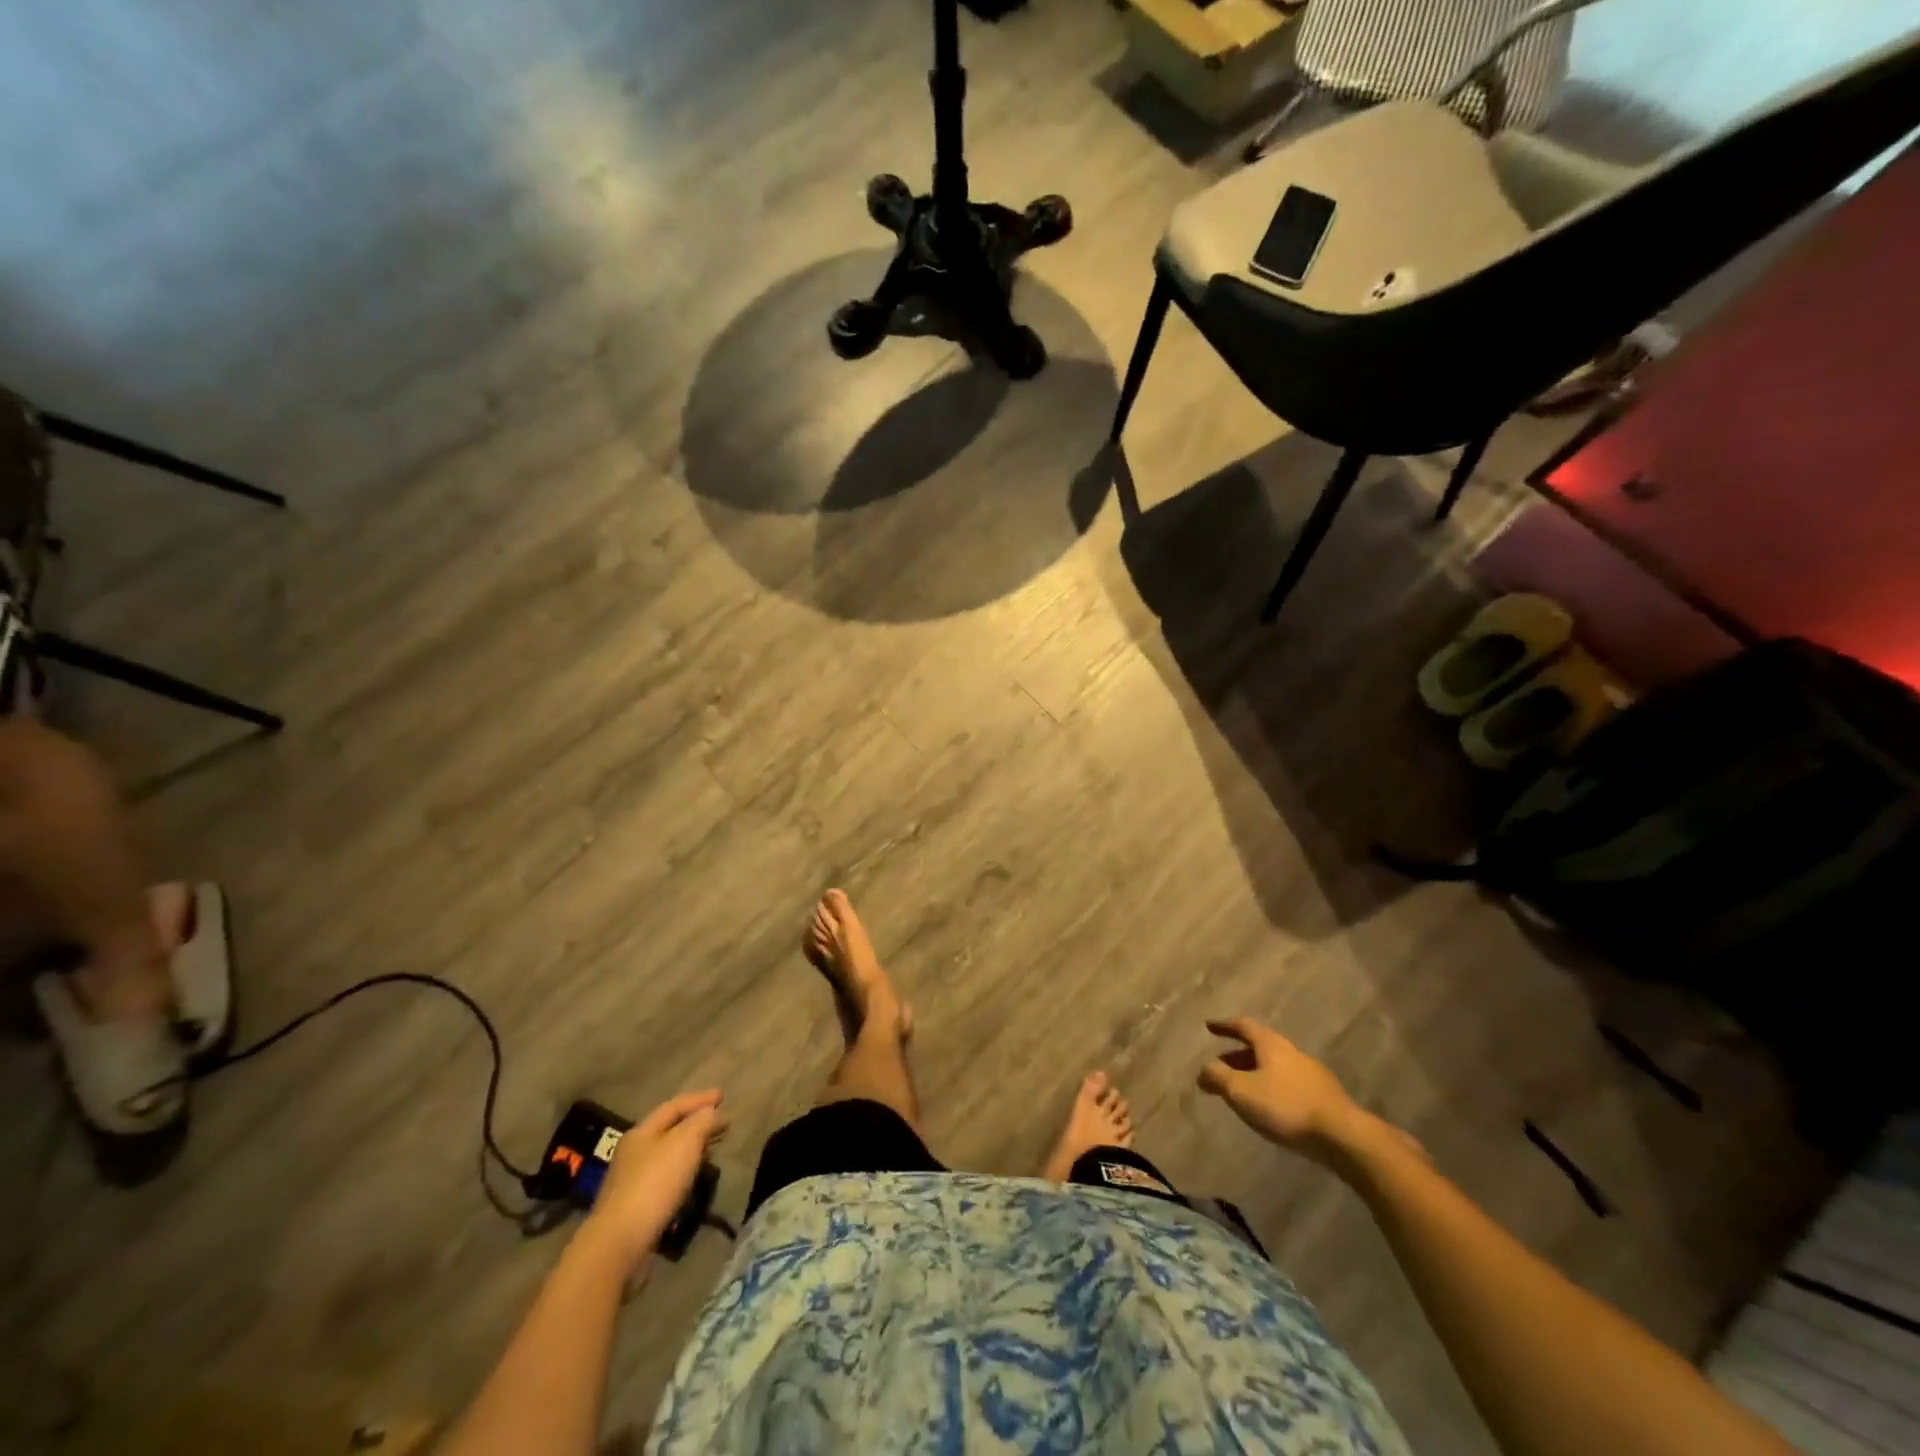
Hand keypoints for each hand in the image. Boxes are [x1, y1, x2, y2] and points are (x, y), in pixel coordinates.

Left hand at [581, 1089, 727, 1270]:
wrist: (618, 1245)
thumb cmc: (654, 1184)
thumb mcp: (684, 1143)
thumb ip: (701, 1122)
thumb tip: (709, 1112)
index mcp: (642, 1132)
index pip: (674, 1106)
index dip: (700, 1099)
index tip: (723, 1096)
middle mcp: (634, 1153)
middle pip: (670, 1130)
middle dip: (697, 1124)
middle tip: (724, 1124)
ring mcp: (632, 1182)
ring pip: (668, 1156)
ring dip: (692, 1149)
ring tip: (712, 1150)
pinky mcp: (636, 1208)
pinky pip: (666, 1179)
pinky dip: (683, 1171)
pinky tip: (693, 1180)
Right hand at [1198, 1018, 1377, 1169]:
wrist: (1343, 1137)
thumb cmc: (1285, 1106)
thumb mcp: (1241, 1091)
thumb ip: (1217, 1077)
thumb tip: (1203, 1070)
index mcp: (1271, 1044)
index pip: (1243, 1026)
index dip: (1224, 1025)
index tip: (1209, 1026)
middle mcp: (1291, 1052)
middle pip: (1260, 1047)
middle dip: (1237, 1055)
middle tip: (1220, 1066)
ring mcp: (1311, 1074)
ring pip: (1275, 1067)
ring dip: (1255, 1073)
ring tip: (1242, 1090)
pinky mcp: (1324, 1098)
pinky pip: (1289, 1085)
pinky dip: (1272, 1089)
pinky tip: (1270, 1108)